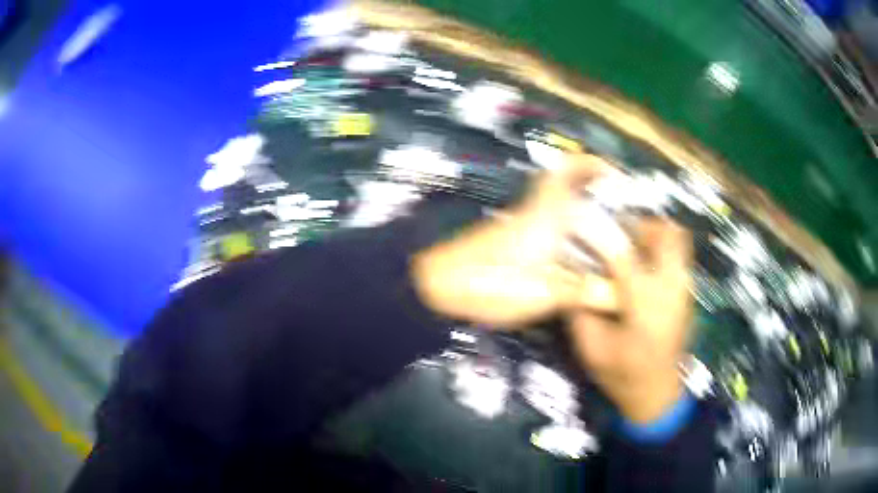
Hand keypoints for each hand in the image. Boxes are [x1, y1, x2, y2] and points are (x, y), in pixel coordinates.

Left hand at [411, 154, 618, 326]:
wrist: (437, 286)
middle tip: (618, 209)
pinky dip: (566, 233)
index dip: (592, 164)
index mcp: (545, 215)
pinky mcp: (509, 240)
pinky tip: (577, 257)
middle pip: (565, 187)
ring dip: (581, 213)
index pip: (568, 172)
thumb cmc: (491, 284)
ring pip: (557, 208)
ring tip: (607, 237)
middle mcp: (533, 212)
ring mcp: (518, 225)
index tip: (615, 171)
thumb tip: (617, 295)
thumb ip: (582, 292)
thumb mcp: (544, 294)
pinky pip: (547, 226)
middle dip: (593, 190)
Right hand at [567, 219, 693, 422]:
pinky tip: (642, 268)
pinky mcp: (687, 294)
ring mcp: (684, 289)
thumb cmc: (623, 375)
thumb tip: (567, 276)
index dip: (600, 233)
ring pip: (678, 240)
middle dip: (640, 225)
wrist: (657, 394)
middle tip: (616, 232)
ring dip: (653, 235)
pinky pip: (678, 256)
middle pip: (667, 234)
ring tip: (629, 246)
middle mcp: (671, 288)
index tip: (581, 221)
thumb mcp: (591, 349)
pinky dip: (661, 250)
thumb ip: (579, 309)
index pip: (623, 254)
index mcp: (645, 303)